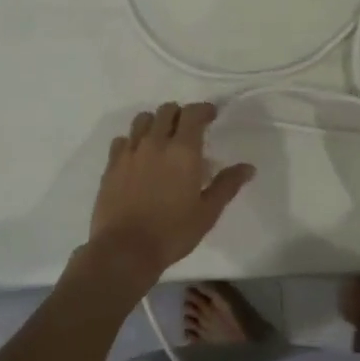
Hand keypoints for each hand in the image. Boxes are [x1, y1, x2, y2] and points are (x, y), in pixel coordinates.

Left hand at [88, 102, 254, 280]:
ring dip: (156, 122)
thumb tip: (248, 167)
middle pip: (167, 110)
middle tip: (188, 129)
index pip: (193, 113)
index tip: (211, 116)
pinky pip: (122, 140)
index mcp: (183, 150)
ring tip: (162, 139)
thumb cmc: (172, 232)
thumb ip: (227, 185)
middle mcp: (156, 142)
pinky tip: (138, 156)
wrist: (125, 250)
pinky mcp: (111, 165)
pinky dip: (133, 140)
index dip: (204, 110)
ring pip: (143, 120)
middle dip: (181, 114)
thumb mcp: (207, 212)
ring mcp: (130, 152)